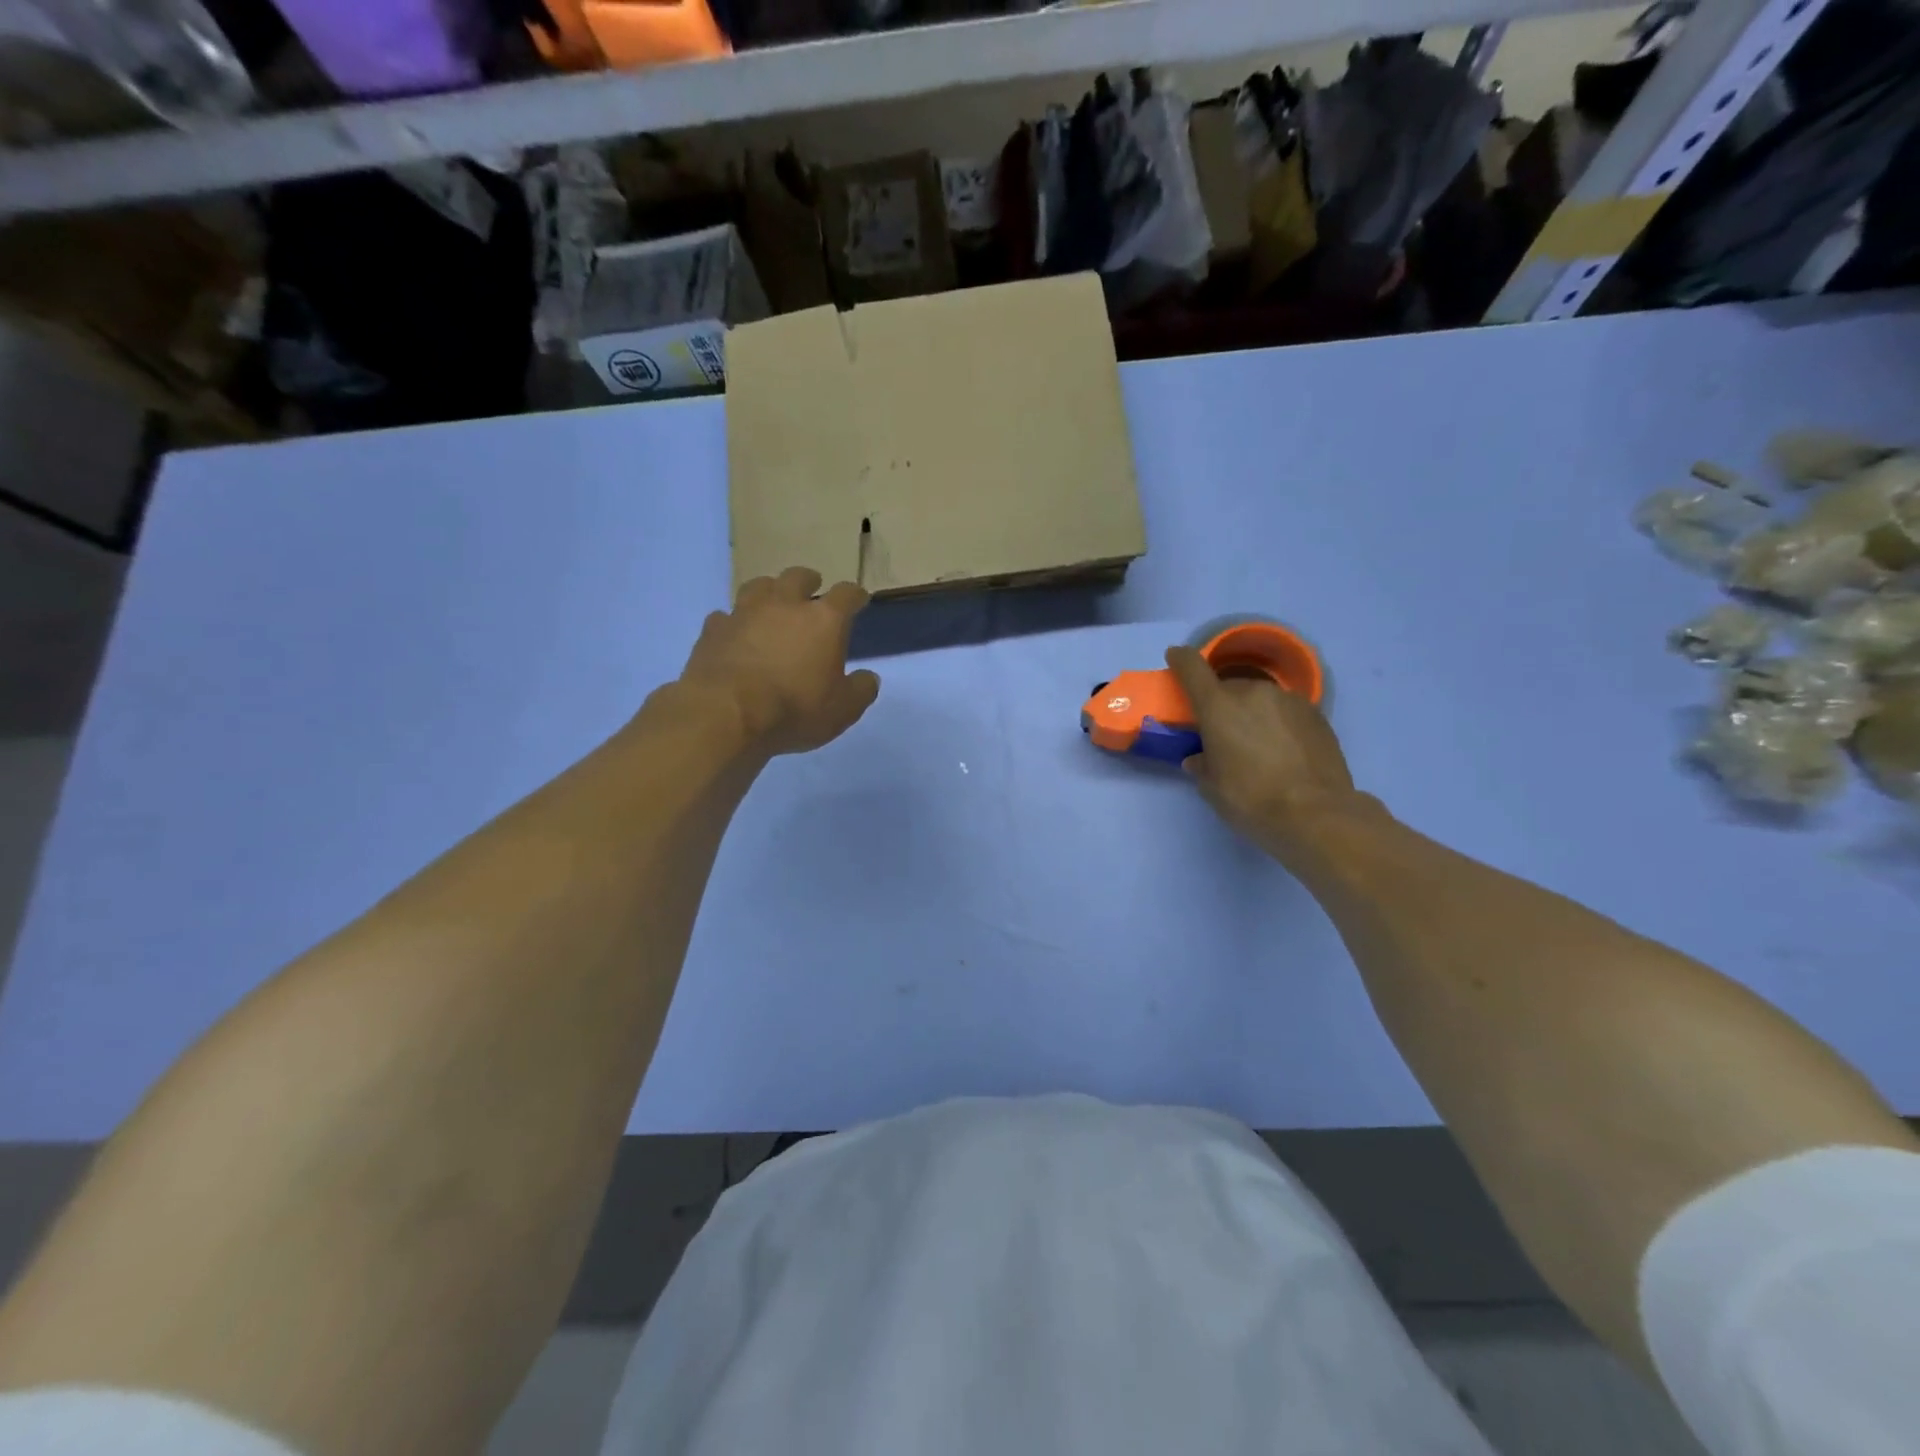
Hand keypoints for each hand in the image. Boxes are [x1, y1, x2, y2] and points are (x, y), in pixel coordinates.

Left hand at [675, 568, 880, 756]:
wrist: (726, 713)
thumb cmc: (794, 709)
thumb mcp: (842, 710)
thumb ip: (860, 690)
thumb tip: (868, 678)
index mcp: (823, 620)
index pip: (846, 595)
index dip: (855, 595)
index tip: (859, 599)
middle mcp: (784, 605)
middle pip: (797, 577)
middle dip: (808, 580)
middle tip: (812, 587)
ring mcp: (744, 614)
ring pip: (758, 586)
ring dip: (769, 590)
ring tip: (771, 601)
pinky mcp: (713, 630)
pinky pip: (725, 616)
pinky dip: (734, 621)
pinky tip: (735, 632)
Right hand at [1165, 645, 1364, 861]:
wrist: (1316, 813)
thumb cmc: (1251, 799)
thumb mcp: (1213, 787)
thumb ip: (1202, 765)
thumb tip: (1200, 758)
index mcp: (1218, 705)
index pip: (1192, 668)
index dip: (1181, 659)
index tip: (1175, 657)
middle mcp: (1253, 692)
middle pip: (1229, 687)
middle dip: (1222, 703)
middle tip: (1223, 732)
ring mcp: (1289, 700)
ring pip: (1261, 698)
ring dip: (1253, 713)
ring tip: (1257, 744)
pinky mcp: (1317, 715)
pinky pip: (1286, 711)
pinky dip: (1279, 723)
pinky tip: (1283, 751)